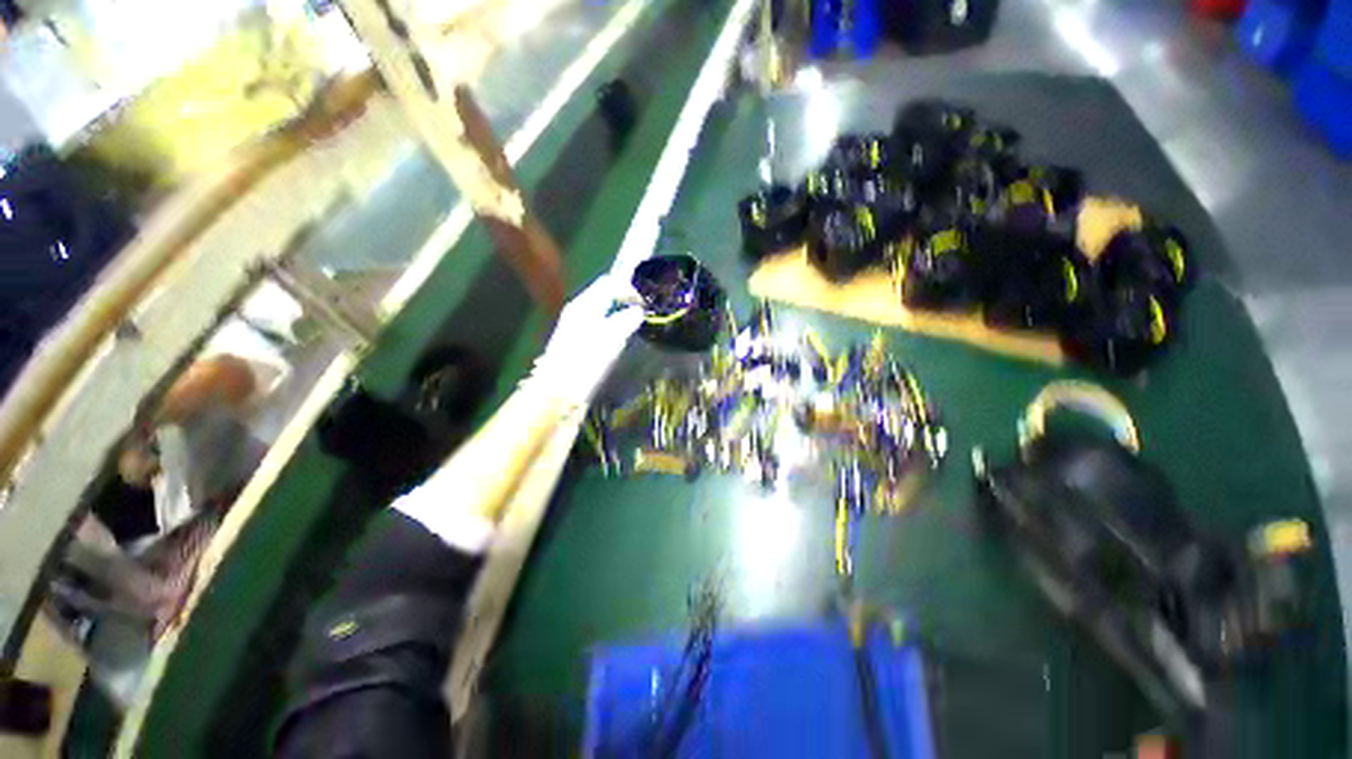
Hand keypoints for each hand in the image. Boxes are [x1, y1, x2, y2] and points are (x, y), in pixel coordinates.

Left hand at [529, 272, 644, 405]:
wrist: (557, 393)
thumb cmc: (584, 364)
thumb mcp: (609, 340)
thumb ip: (625, 321)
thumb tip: (638, 311)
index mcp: (584, 305)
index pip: (608, 283)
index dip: (629, 289)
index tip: (646, 303)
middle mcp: (578, 311)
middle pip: (604, 295)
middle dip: (624, 300)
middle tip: (644, 311)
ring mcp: (575, 326)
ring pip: (601, 310)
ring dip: (619, 313)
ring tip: (636, 325)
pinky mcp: (576, 341)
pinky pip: (598, 324)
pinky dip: (612, 326)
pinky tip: (619, 339)